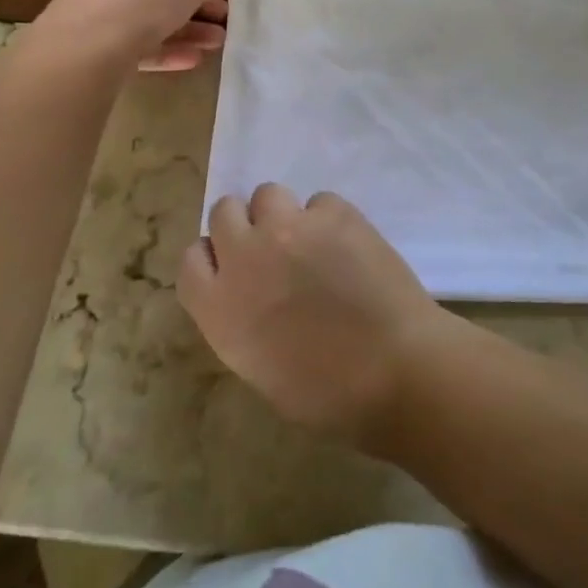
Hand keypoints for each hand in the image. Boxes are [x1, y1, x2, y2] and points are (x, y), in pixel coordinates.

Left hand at [45, 0, 245, 71]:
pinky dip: (165, 48)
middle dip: (199, 4)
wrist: (88, 41)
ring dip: (188, 29)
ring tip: (217, 44)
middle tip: (225, 21)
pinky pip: (137, 40)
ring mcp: (100, 3)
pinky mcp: (94, 38)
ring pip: (152, 15)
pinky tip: (192, 61)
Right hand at [179, 184, 453, 447]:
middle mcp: (246, 256)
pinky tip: (349, 247)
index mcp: (219, 307)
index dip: (213, 259)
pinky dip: (329, 219)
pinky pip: (319, 201)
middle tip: (272, 250)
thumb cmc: (328, 393)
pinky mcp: (333, 212)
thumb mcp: (260, 368)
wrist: (397, 369)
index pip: (191, 259)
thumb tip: (249, 292)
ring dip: (283, 214)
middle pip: (223, 211)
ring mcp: (290, 227)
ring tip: (311, 242)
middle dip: (244, 226)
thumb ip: (239, 319)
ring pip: (268, 194)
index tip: (233, 268)